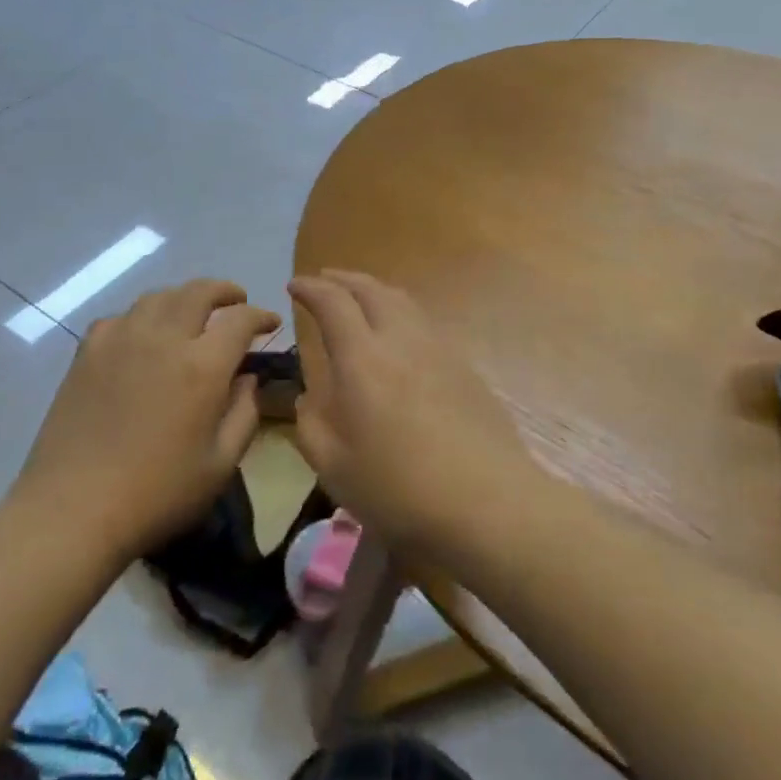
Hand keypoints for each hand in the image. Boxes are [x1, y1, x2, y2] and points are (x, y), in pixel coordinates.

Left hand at [12, 279, 278, 557]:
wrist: (72, 511)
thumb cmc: (157, 494)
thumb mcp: (221, 465)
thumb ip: (244, 413)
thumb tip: (247, 378)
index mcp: (202, 366)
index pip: (240, 319)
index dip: (260, 315)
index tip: (270, 323)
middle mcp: (163, 339)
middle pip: (199, 291)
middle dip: (225, 291)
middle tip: (237, 301)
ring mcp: (120, 340)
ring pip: (159, 296)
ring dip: (184, 297)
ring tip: (193, 313)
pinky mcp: (87, 353)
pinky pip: (121, 317)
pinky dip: (142, 317)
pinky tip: (143, 336)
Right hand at [287, 270, 537, 551]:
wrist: (486, 500)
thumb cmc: (399, 487)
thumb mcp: (333, 465)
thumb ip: (311, 422)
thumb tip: (310, 396)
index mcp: (362, 358)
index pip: (333, 303)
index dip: (310, 288)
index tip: (294, 285)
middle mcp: (401, 339)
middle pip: (371, 289)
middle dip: (343, 279)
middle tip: (324, 280)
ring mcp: (438, 348)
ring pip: (402, 300)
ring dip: (374, 290)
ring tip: (360, 298)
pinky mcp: (464, 365)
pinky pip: (423, 322)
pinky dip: (400, 312)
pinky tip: (399, 334)